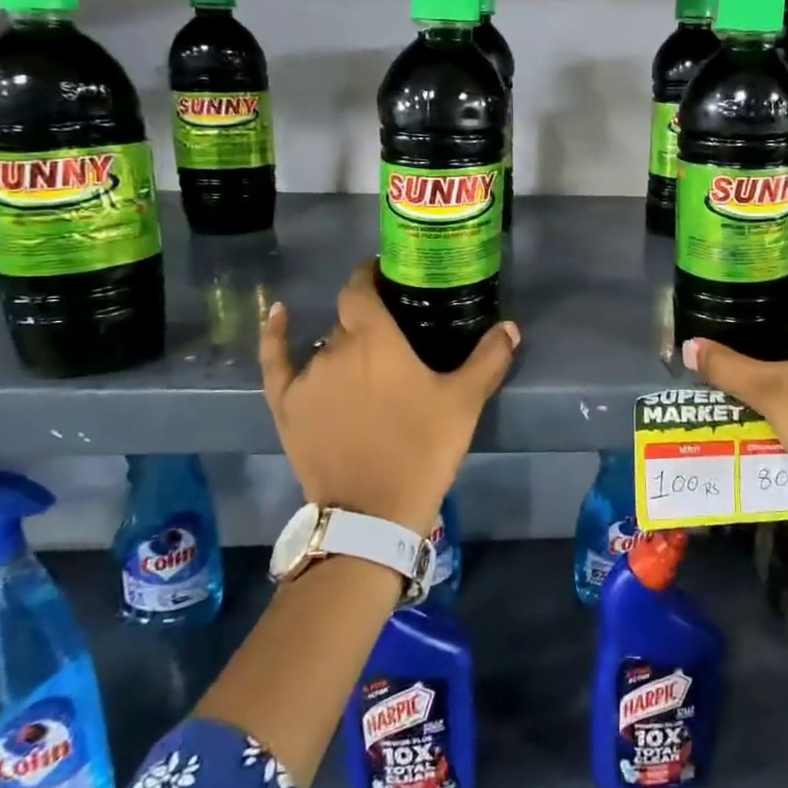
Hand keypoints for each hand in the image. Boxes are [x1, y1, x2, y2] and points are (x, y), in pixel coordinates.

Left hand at [258, 261, 518, 534]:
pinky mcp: (286, 406)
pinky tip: (278, 314)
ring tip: (367, 360)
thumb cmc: (421, 449)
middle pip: (348, 320)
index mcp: (374, 339)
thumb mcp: (463, 403)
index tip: (387, 274)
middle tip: (395, 334)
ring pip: (325, 345)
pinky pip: (276, 361)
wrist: (372, 513)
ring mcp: (307, 378)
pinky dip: (276, 336)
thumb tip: (511, 327)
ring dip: (344, 345)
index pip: (361, 289)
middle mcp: (335, 348)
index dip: (371, 275)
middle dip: (369, 320)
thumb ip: (489, 359)